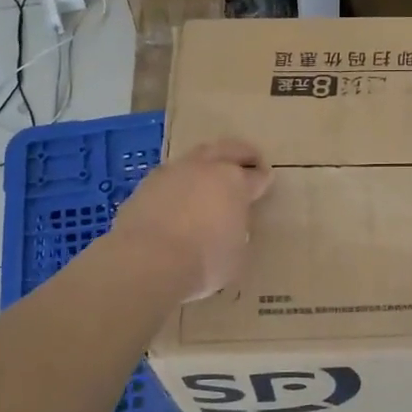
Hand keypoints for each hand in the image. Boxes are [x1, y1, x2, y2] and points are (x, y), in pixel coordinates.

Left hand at [111, 139, 274, 301]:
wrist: (146, 261)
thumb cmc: (203, 261)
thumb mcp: (236, 254)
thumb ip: (237, 232)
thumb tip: (230, 228)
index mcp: (235, 182)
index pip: (257, 176)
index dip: (263, 179)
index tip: (266, 182)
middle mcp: (205, 168)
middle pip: (228, 149)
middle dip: (241, 153)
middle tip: (249, 158)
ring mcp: (172, 173)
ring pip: (195, 157)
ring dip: (206, 164)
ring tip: (209, 176)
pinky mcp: (145, 186)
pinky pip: (169, 177)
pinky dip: (179, 183)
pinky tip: (178, 196)